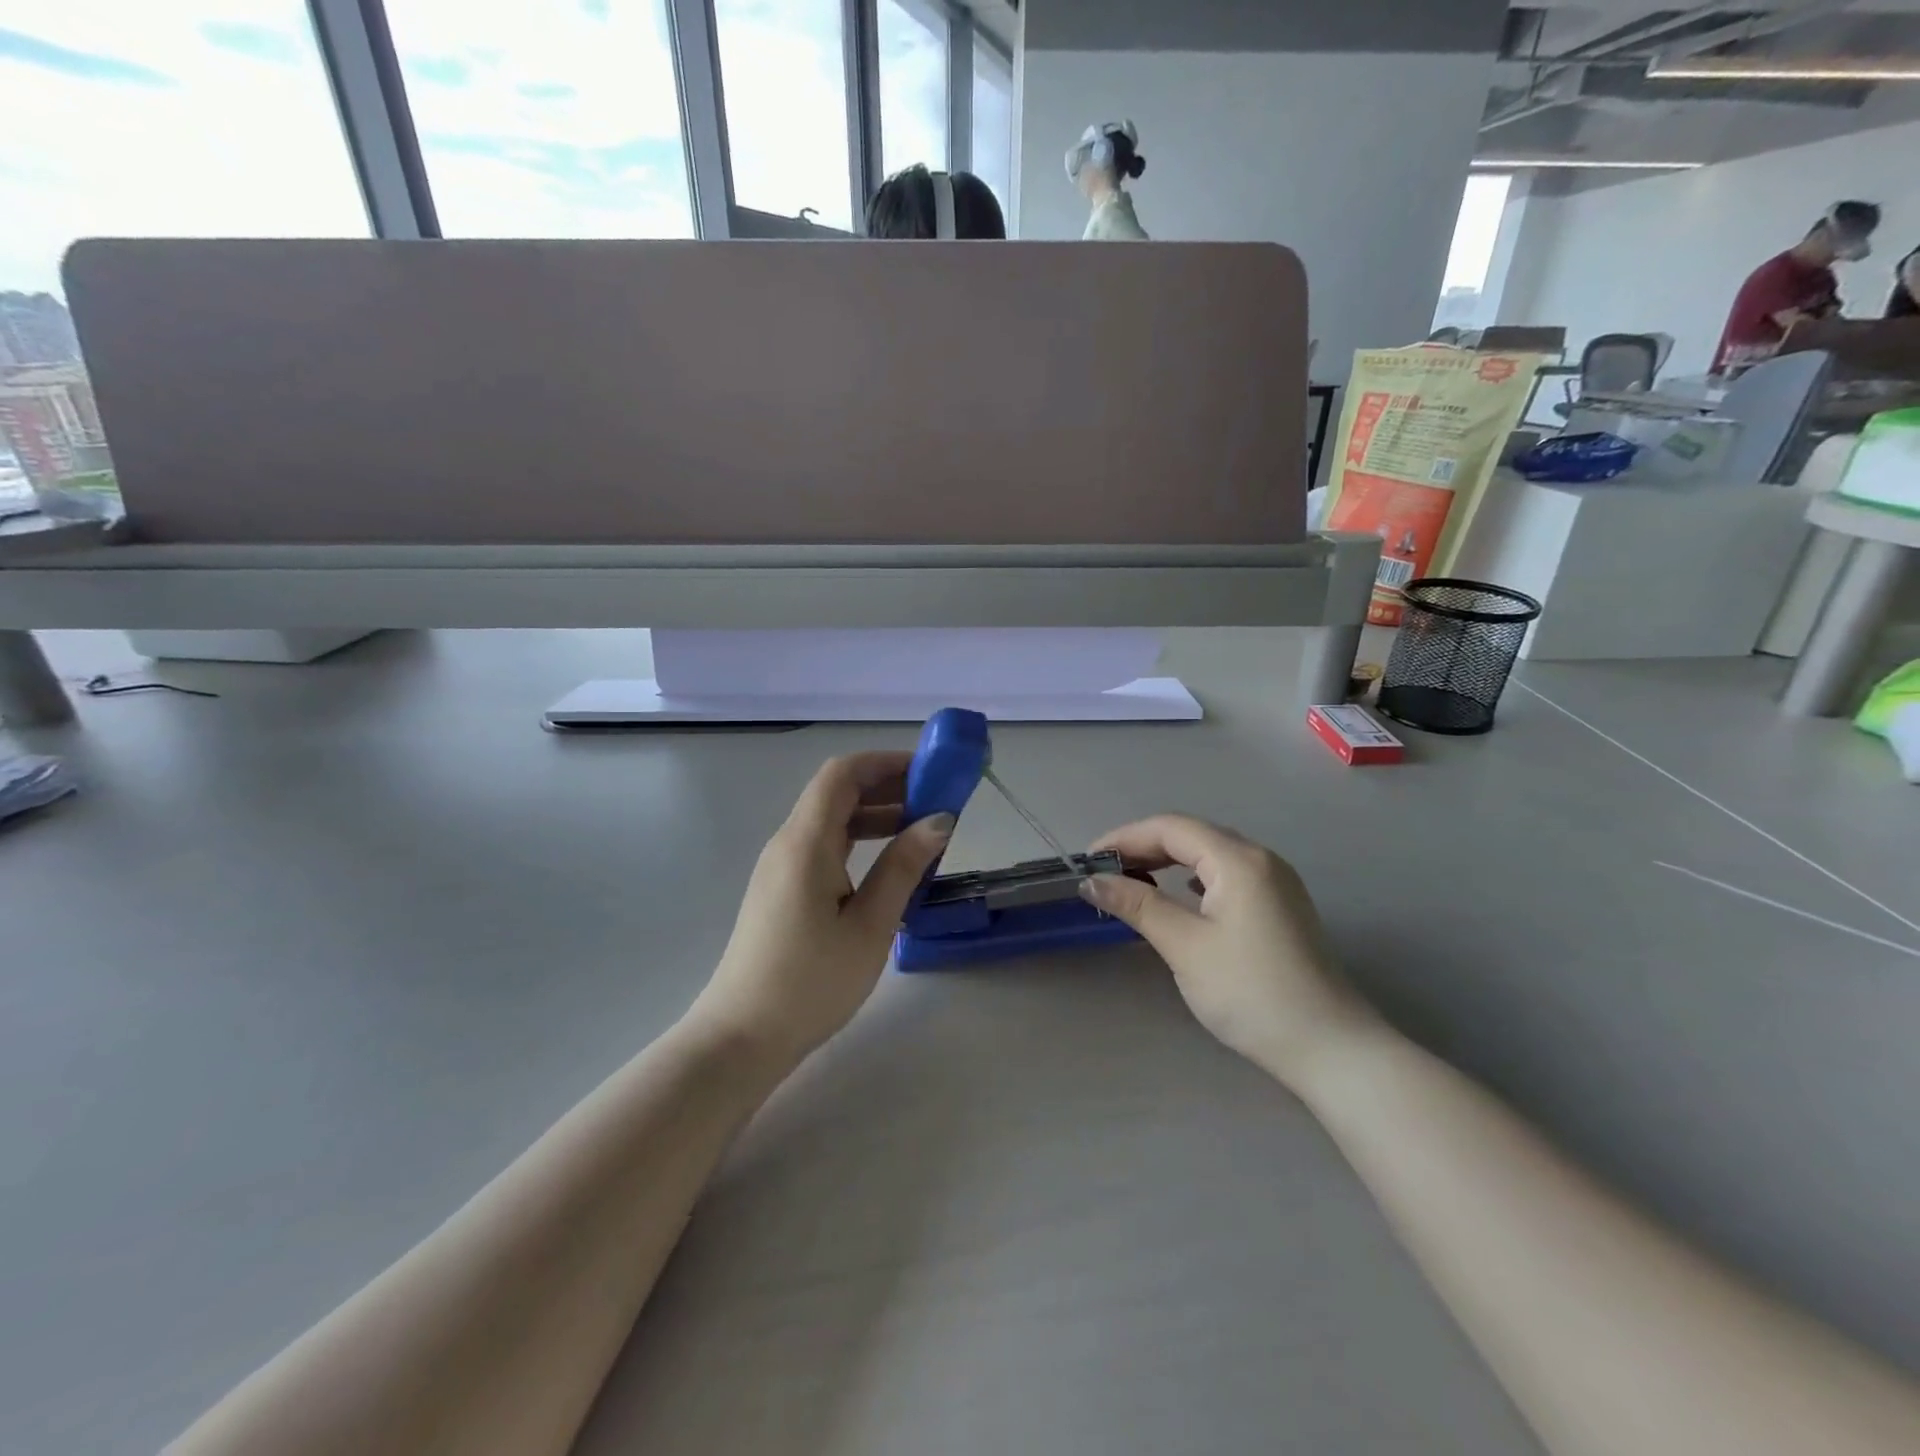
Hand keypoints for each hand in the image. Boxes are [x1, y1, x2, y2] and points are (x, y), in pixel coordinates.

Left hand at [691, 752, 952, 1066]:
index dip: (885, 762)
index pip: (842, 775)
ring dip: (875, 815)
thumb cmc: (811, 982)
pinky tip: (889, 864)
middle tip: (936, 801)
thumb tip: (939, 820)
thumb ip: (903, 866)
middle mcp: (788, 844)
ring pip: (830, 820)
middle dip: (887, 787)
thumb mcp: (870, 925)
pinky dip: (859, 841)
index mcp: (805, 843)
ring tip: (922, 832)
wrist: (742, 1036)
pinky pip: (824, 846)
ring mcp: (781, 867)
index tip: (929, 771)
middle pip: (836, 793)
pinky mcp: (782, 889)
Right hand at [1081, 815, 1377, 1088]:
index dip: (1125, 837)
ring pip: (1210, 854)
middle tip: (1104, 872)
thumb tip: (1092, 881)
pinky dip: (1193, 878)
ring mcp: (1275, 882)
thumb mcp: (1185, 946)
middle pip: (1191, 835)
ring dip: (1168, 861)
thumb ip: (1137, 906)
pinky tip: (1179, 897)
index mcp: (1239, 860)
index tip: (1088, 860)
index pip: (1171, 828)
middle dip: (1144, 847)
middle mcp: (1261, 859)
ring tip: (1132, 881)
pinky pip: (1227, 874)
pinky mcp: (1280, 906)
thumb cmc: (1251, 992)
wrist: (1329, 1047)